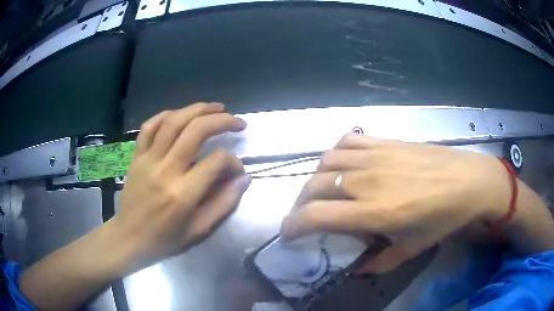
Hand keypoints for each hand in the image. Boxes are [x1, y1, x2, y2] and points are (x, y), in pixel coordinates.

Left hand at [113, 102, 251, 273]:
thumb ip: (224, 203)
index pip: (216, 162)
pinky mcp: (136, 157)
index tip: (238, 169)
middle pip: (196, 131)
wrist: (129, 238)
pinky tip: (180, 114)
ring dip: (197, 109)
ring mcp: (148, 160)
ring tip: (215, 107)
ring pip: (173, 122)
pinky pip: (149, 127)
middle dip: (221, 121)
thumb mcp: (199, 230)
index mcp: (183, 194)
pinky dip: (166, 115)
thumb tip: (244, 178)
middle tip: (237, 121)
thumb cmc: (165, 239)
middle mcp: (165, 170)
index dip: (233, 161)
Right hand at [281, 134, 511, 273]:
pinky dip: (337, 151)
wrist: (470, 180)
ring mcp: (376, 155)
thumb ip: (382, 262)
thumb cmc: (445, 217)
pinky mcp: (386, 141)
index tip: (288, 234)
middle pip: (314, 186)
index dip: (293, 225)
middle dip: (300, 204)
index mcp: (375, 212)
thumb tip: (359, 270)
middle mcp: (368, 180)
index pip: (315, 215)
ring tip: (322, 190)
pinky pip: (349, 140)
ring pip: (326, 160)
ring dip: (316, 178)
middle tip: (306, 216)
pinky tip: (344, 163)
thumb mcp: (414, 248)